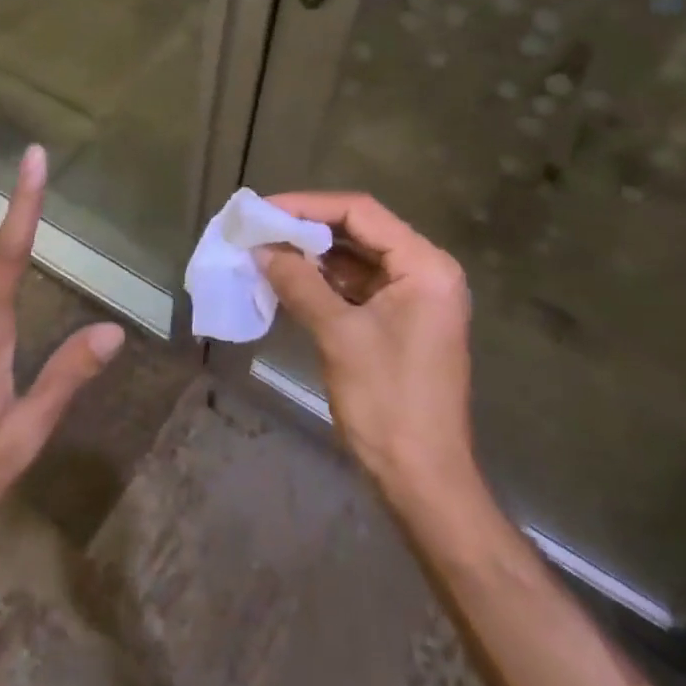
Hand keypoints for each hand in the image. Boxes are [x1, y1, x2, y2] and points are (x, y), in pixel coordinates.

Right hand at [257, 192, 476, 506]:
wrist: (423, 481)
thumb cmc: (387, 403)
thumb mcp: (338, 336)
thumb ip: (300, 283)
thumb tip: (261, 248)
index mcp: (425, 266)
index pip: (361, 212)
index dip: (308, 205)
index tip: (264, 209)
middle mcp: (426, 271)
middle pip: (360, 231)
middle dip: (307, 228)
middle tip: (259, 227)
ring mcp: (415, 298)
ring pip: (357, 259)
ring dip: (313, 256)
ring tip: (265, 249)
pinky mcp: (401, 321)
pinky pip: (358, 287)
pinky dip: (324, 282)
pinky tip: (287, 279)